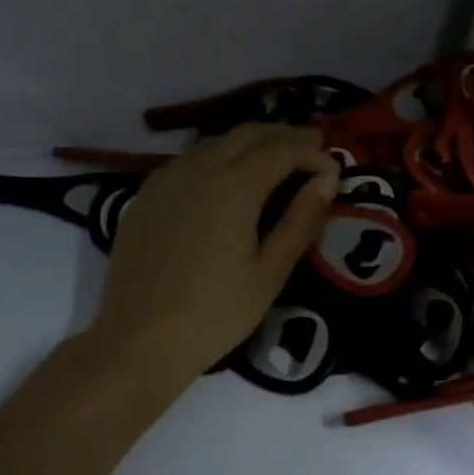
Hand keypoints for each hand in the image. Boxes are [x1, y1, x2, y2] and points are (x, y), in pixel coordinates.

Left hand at [92, 124, 338, 385]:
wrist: (138, 340)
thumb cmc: (214, 314)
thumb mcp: (270, 273)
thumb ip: (300, 222)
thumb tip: (326, 181)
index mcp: (233, 186)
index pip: (282, 150)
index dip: (313, 155)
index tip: (335, 171)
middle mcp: (198, 169)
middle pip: (249, 134)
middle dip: (286, 136)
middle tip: (315, 147)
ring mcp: (166, 179)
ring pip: (216, 142)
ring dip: (252, 143)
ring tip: (278, 159)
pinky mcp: (146, 196)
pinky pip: (190, 160)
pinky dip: (220, 157)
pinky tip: (229, 178)